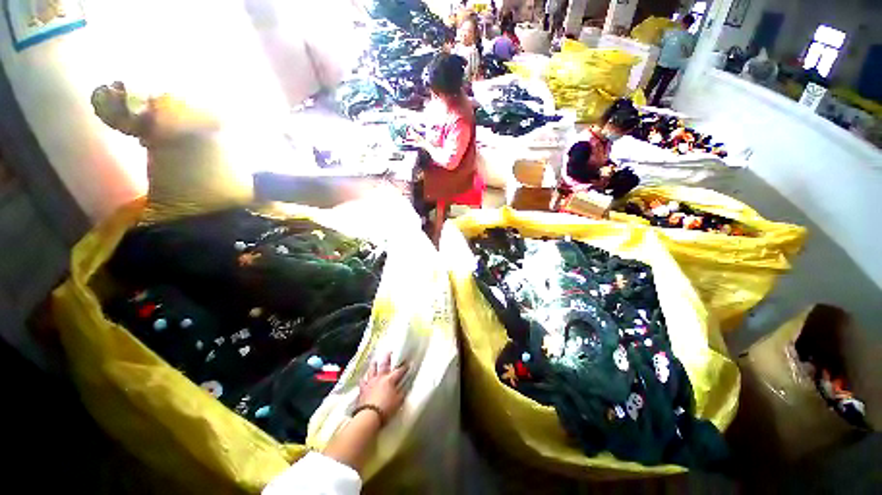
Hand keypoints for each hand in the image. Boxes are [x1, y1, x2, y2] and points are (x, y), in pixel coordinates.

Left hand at [357, 353, 408, 421]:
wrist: (368, 416)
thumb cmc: (386, 408)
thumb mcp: (398, 401)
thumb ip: (402, 392)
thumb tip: (405, 386)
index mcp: (390, 379)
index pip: (399, 371)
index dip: (404, 366)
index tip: (408, 362)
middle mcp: (380, 377)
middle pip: (384, 364)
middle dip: (388, 357)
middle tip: (389, 351)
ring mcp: (370, 382)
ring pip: (372, 369)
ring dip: (374, 364)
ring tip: (375, 360)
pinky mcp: (363, 389)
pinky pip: (362, 381)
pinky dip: (364, 378)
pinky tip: (363, 377)